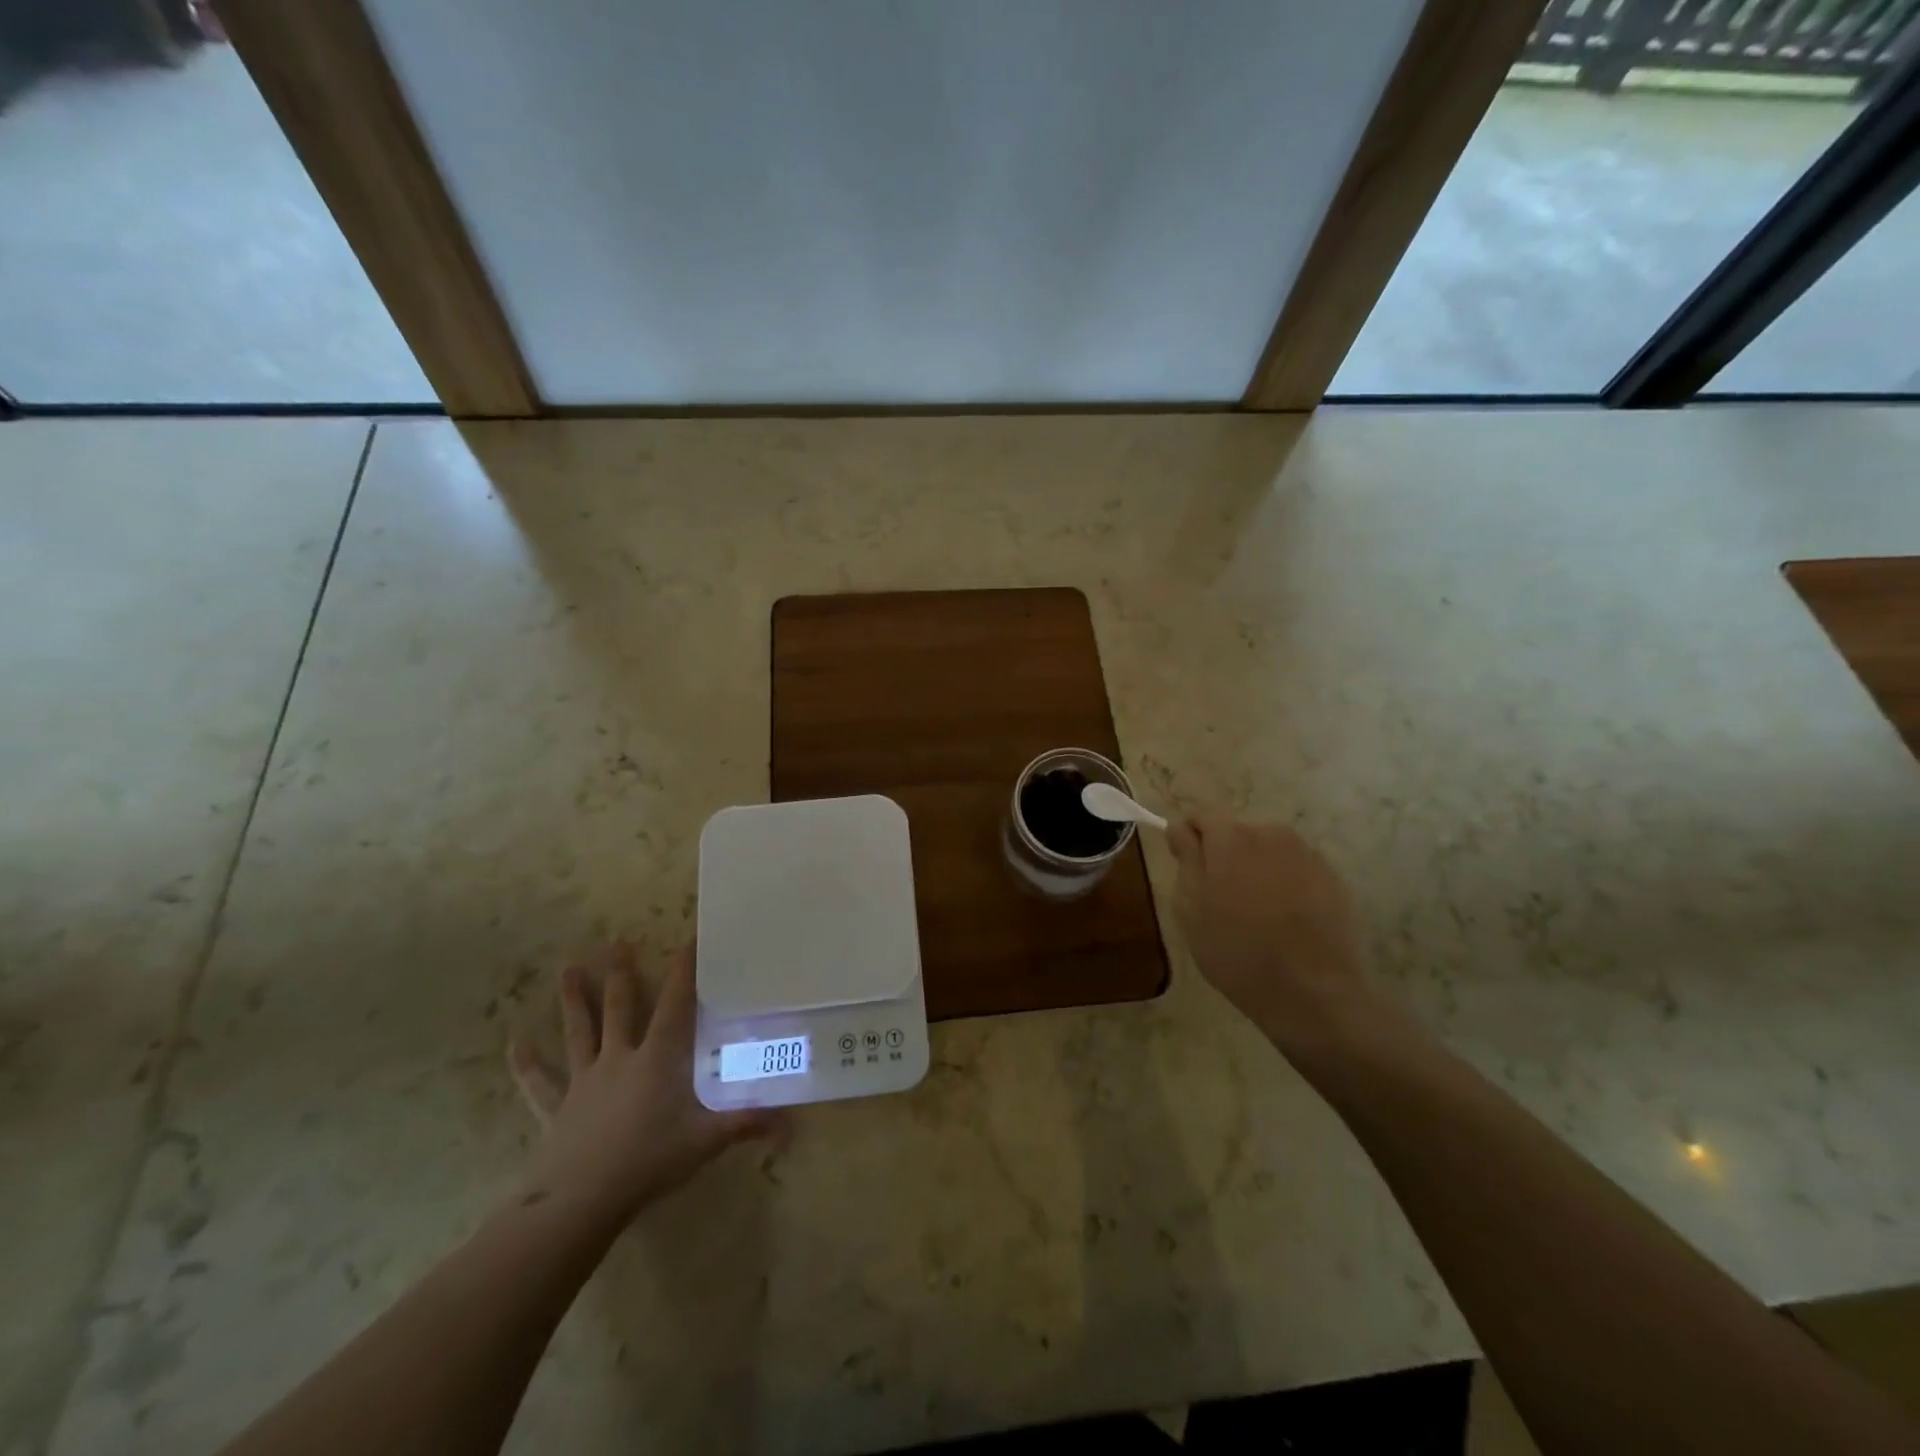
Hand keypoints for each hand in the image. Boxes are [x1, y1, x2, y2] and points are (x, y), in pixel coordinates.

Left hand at [508, 942, 775, 1227]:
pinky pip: (540, 1082)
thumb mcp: (705, 1141)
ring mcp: (584, 1081)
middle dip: (620, 973)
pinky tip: (516, 1044)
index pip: (674, 1005)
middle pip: (619, 1008)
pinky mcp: (557, 1108)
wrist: (580, 1200)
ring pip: (579, 1031)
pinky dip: (527, 1063)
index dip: (683, 971)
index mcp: (656, 1059)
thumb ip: (745, 1124)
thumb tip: (790, 1123)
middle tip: (616, 941)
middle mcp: (619, 1059)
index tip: (688, 939)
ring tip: (567, 968)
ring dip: (573, 1000)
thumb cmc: (647, 1161)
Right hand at [1168, 813, 1373, 1053]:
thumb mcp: (1190, 909)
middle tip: (1221, 899)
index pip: (1202, 816)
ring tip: (1257, 913)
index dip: (1190, 838)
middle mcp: (1271, 833)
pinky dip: (1286, 884)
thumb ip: (1186, 859)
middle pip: (1237, 832)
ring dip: (1257, 869)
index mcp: (1231, 837)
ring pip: (1268, 851)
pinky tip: (1285, 921)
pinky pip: (1296, 869)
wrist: (1312, 992)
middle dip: (1225, 855)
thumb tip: (1183, 830)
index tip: (1187, 868)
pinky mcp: (1333, 878)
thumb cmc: (1236, 951)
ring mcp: (1307, 854)